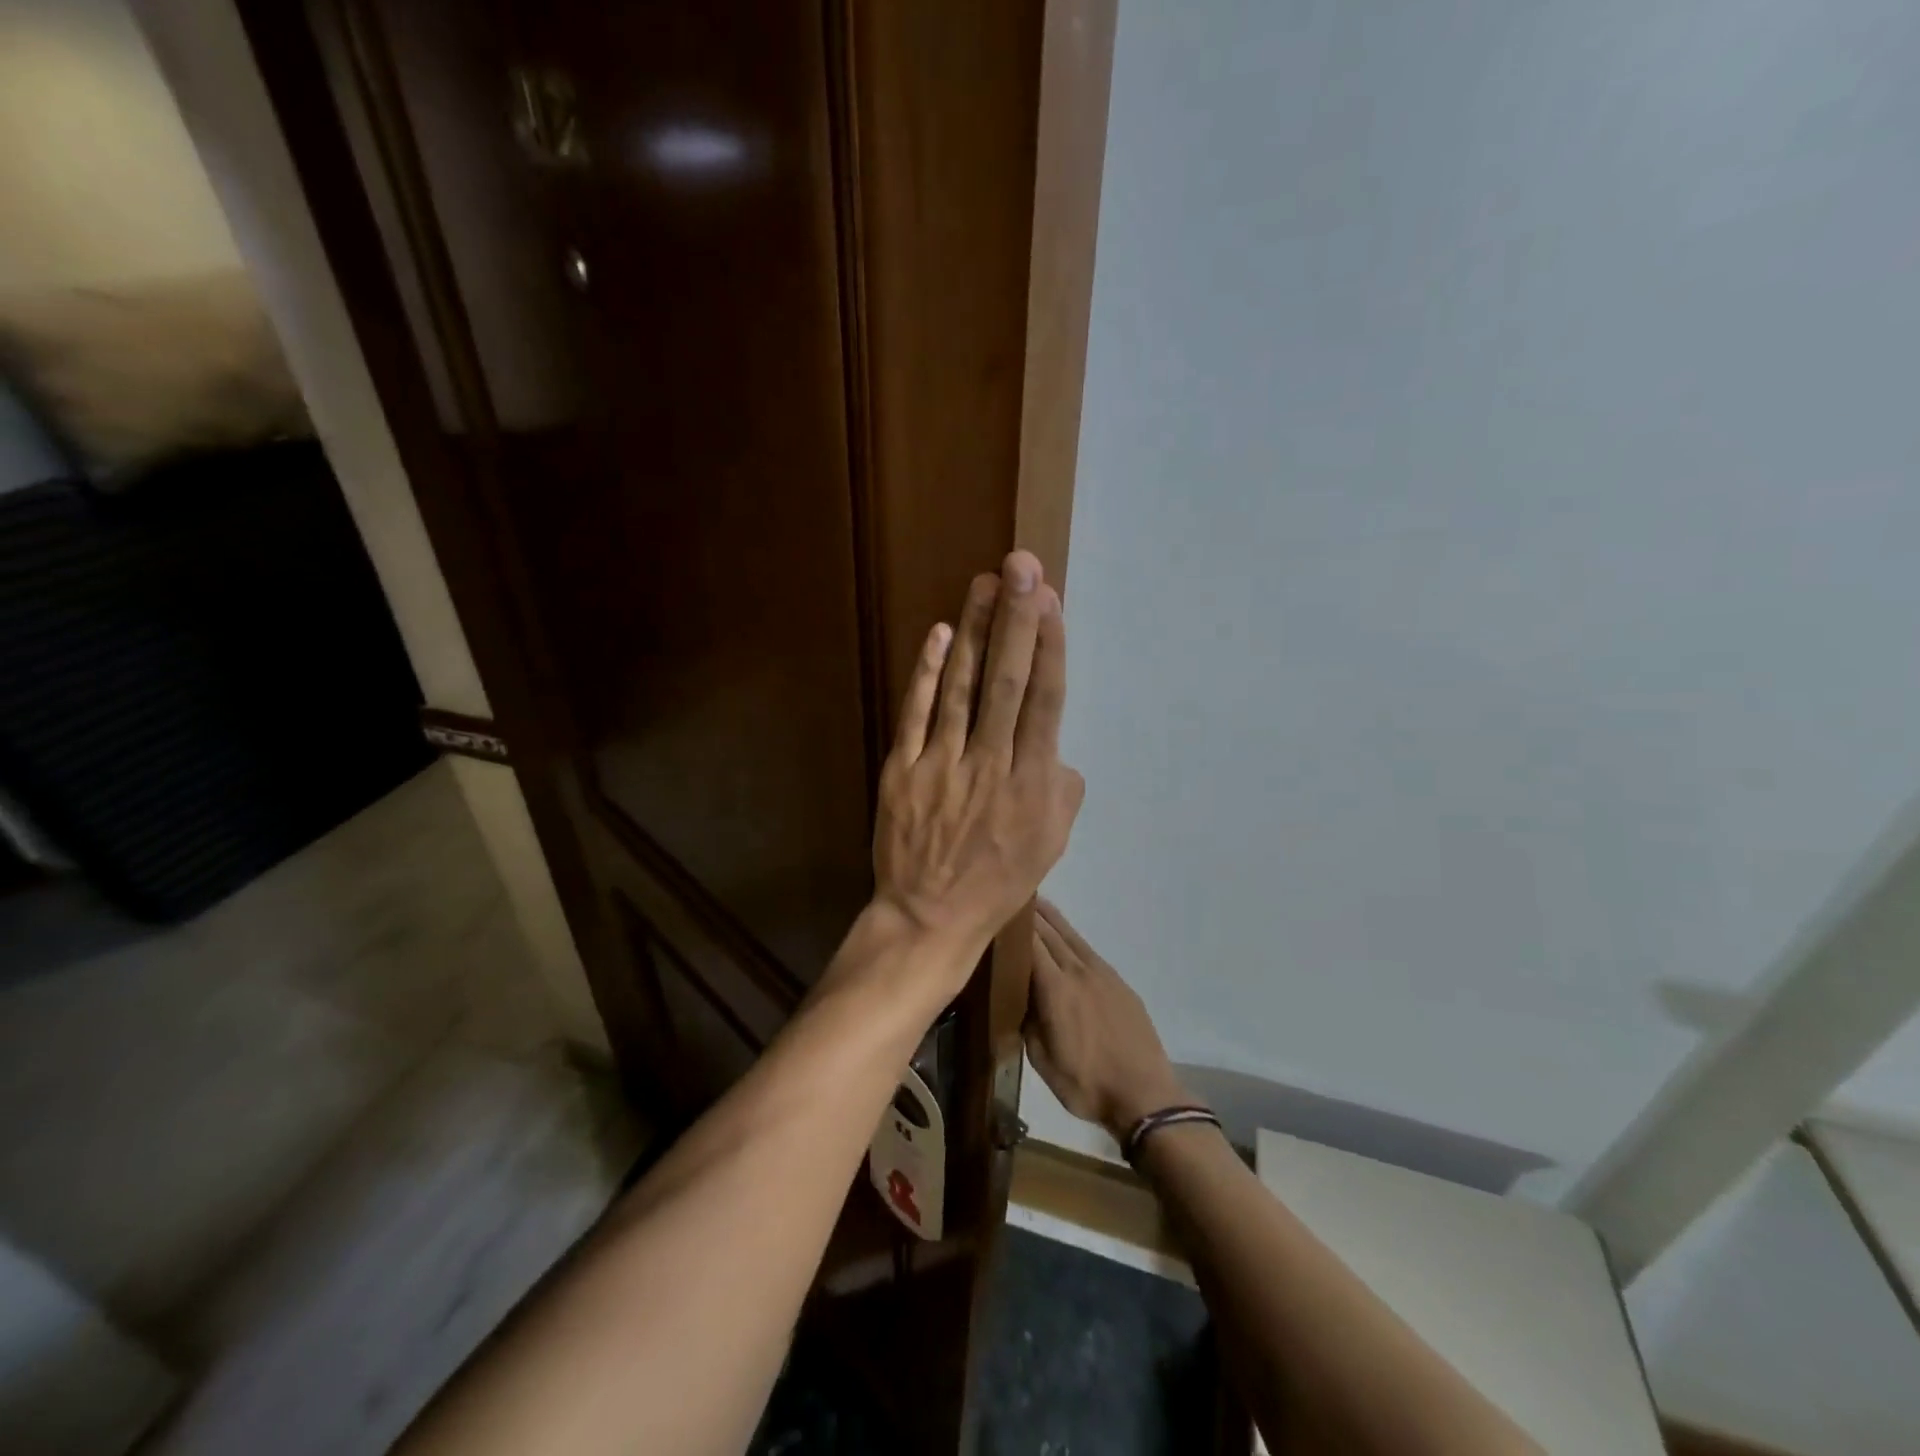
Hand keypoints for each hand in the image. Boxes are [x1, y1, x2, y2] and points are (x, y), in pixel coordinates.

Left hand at [871, 551, 1084, 987]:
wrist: (928, 917)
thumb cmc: (997, 882)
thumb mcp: (1051, 845)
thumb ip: (1062, 789)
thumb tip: (1055, 747)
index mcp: (1032, 785)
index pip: (1044, 702)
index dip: (1049, 648)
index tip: (1051, 602)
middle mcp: (989, 766)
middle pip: (1006, 683)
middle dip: (1016, 621)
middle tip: (1022, 567)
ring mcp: (940, 766)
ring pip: (961, 689)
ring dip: (974, 633)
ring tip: (985, 584)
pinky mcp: (901, 770)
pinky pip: (915, 714)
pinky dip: (928, 673)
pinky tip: (940, 635)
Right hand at [1025, 898, 1192, 1140]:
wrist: (1144, 1095)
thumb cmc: (1086, 1084)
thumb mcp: (1042, 1060)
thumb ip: (1027, 1021)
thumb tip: (1017, 996)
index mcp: (1055, 989)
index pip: (1030, 944)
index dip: (1013, 925)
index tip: (997, 910)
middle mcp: (1078, 971)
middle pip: (1050, 933)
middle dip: (1030, 914)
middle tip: (1011, 897)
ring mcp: (1102, 974)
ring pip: (1071, 936)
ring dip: (1052, 919)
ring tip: (1036, 903)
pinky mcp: (1119, 983)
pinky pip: (1088, 950)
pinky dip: (1071, 937)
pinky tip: (1066, 937)